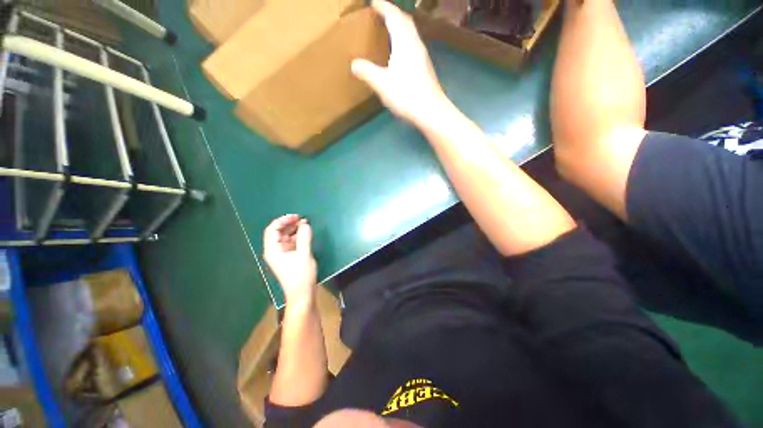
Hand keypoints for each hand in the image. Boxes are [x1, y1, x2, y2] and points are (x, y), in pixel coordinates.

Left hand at [263, 215, 317, 304]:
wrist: (302, 294)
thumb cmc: (301, 275)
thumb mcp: (304, 255)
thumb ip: (304, 238)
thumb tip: (305, 224)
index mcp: (273, 250)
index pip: (272, 230)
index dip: (283, 220)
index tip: (296, 217)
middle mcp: (274, 251)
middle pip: (278, 232)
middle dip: (289, 224)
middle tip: (302, 219)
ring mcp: (281, 254)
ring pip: (285, 237)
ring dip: (294, 229)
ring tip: (305, 224)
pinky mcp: (288, 257)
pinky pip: (291, 243)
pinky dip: (297, 236)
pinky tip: (305, 233)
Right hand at [352, 0, 450, 126]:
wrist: (430, 111)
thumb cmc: (406, 94)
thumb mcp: (381, 83)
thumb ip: (366, 72)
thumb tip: (354, 64)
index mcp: (404, 42)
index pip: (393, 16)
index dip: (383, 7)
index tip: (373, 2)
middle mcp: (415, 44)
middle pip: (405, 21)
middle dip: (393, 14)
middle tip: (382, 14)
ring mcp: (423, 57)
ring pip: (411, 34)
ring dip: (401, 27)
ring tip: (391, 31)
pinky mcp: (426, 69)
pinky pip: (414, 46)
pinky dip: (406, 42)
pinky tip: (401, 55)